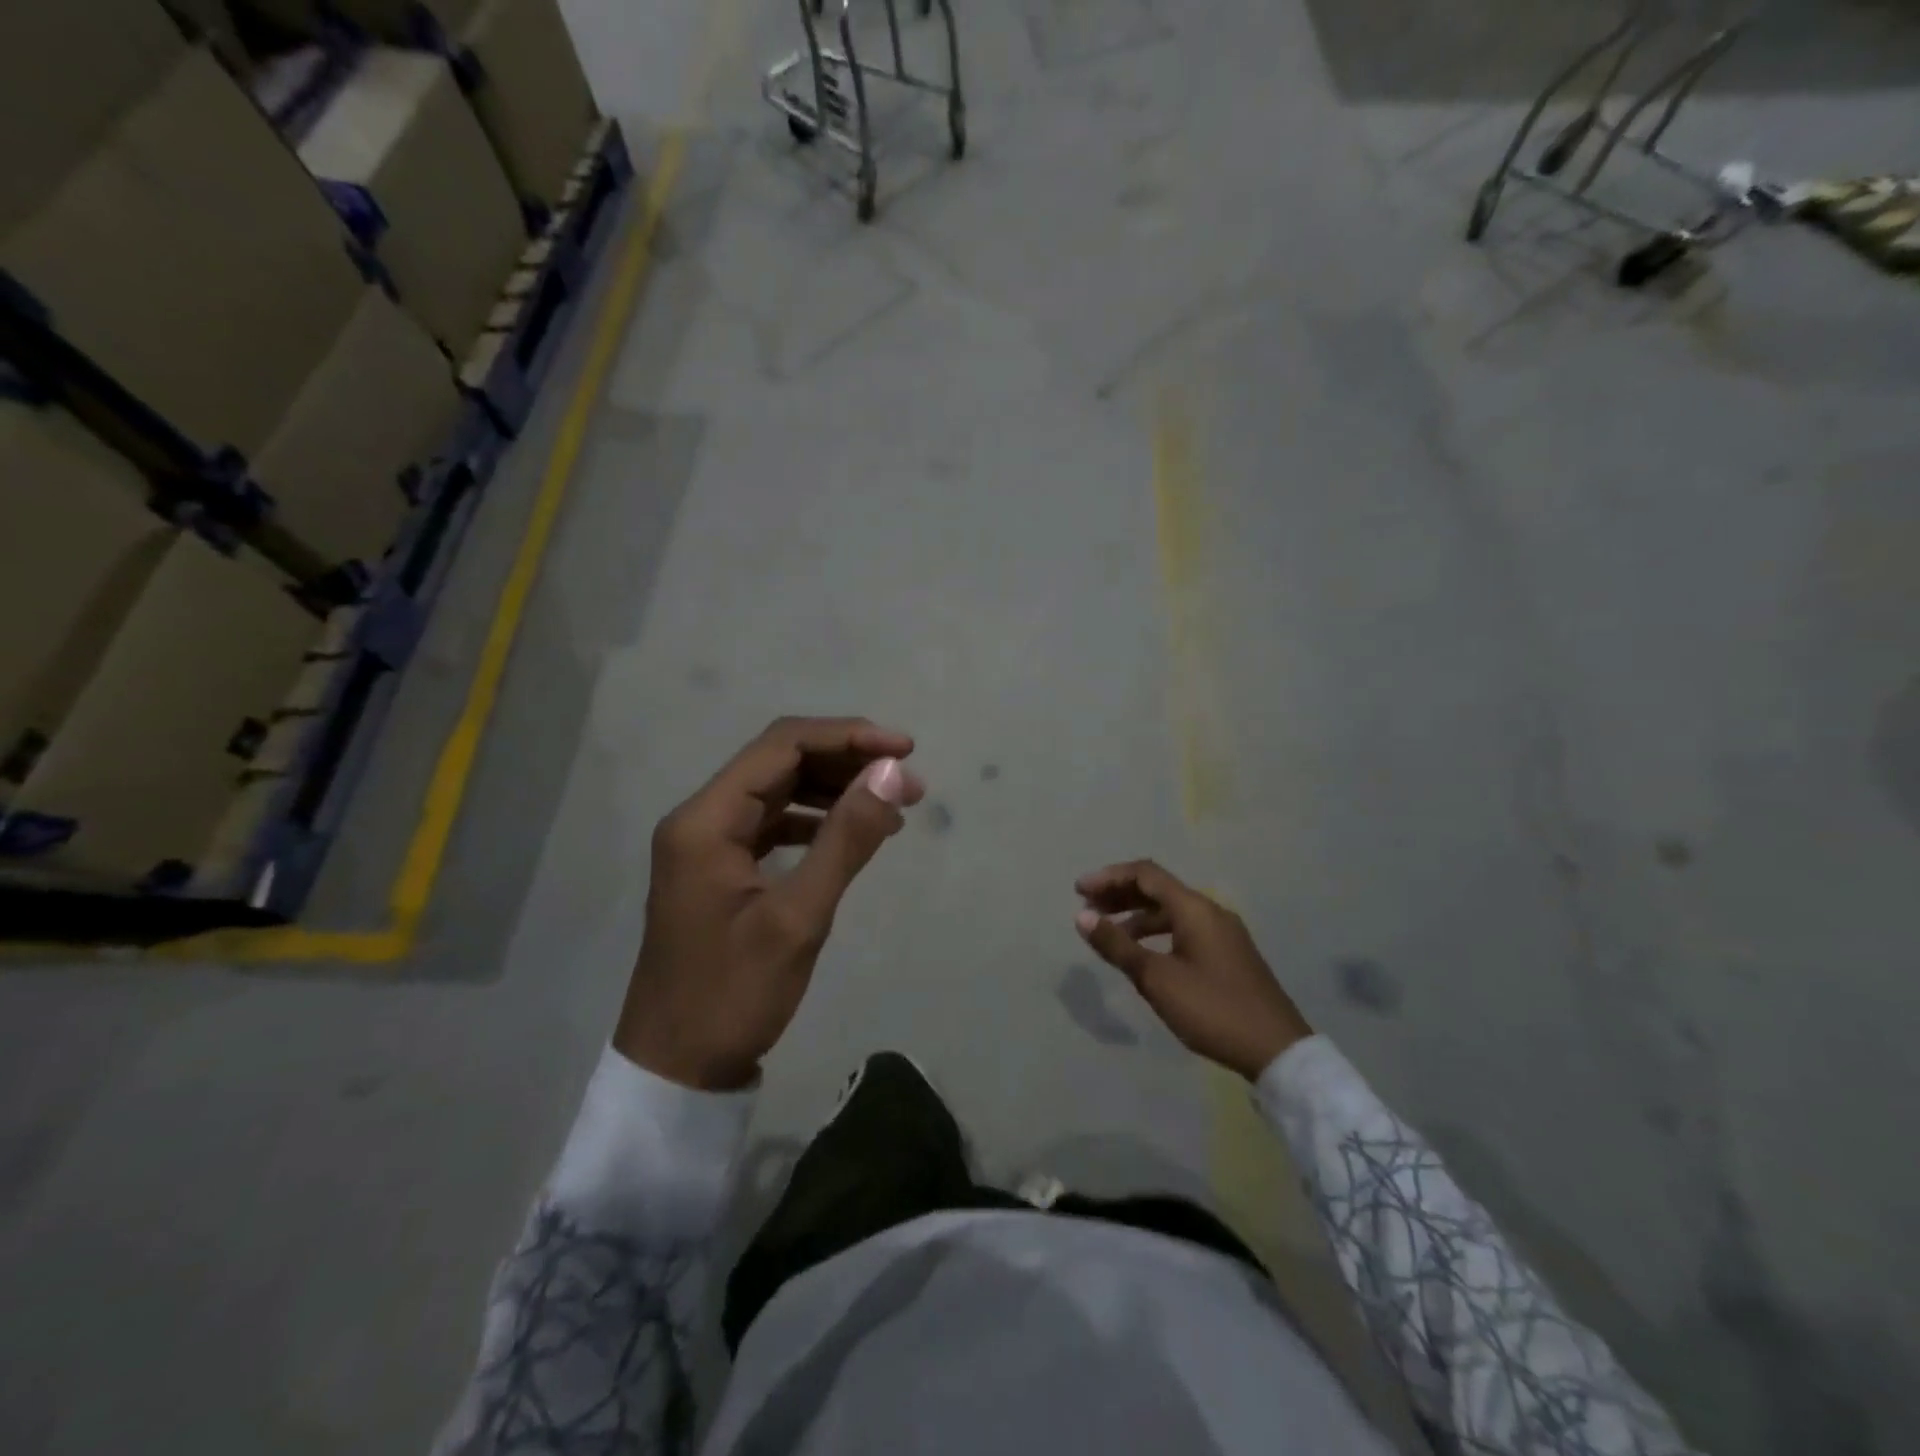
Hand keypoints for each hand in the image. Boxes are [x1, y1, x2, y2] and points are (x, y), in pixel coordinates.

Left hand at [615, 717, 924, 1090]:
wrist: (677, 1069)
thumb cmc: (733, 996)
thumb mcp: (798, 917)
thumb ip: (846, 839)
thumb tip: (891, 773)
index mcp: (706, 820)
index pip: (782, 746)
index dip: (848, 737)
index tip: (904, 750)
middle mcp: (701, 818)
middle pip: (780, 762)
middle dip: (847, 763)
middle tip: (909, 783)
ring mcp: (708, 844)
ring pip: (779, 791)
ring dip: (835, 790)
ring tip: (892, 807)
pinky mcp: (720, 869)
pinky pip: (773, 824)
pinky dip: (816, 821)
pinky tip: (852, 834)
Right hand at [1074, 860, 1311, 1080]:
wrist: (1276, 1050)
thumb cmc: (1212, 1009)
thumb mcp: (1157, 978)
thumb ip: (1117, 945)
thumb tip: (1082, 916)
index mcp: (1194, 909)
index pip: (1145, 875)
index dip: (1109, 877)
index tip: (1079, 891)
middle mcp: (1210, 911)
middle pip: (1158, 888)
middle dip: (1120, 894)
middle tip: (1087, 909)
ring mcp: (1223, 932)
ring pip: (1171, 910)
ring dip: (1137, 915)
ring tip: (1108, 933)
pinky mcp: (1228, 953)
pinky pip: (1184, 928)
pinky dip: (1156, 931)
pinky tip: (1142, 953)